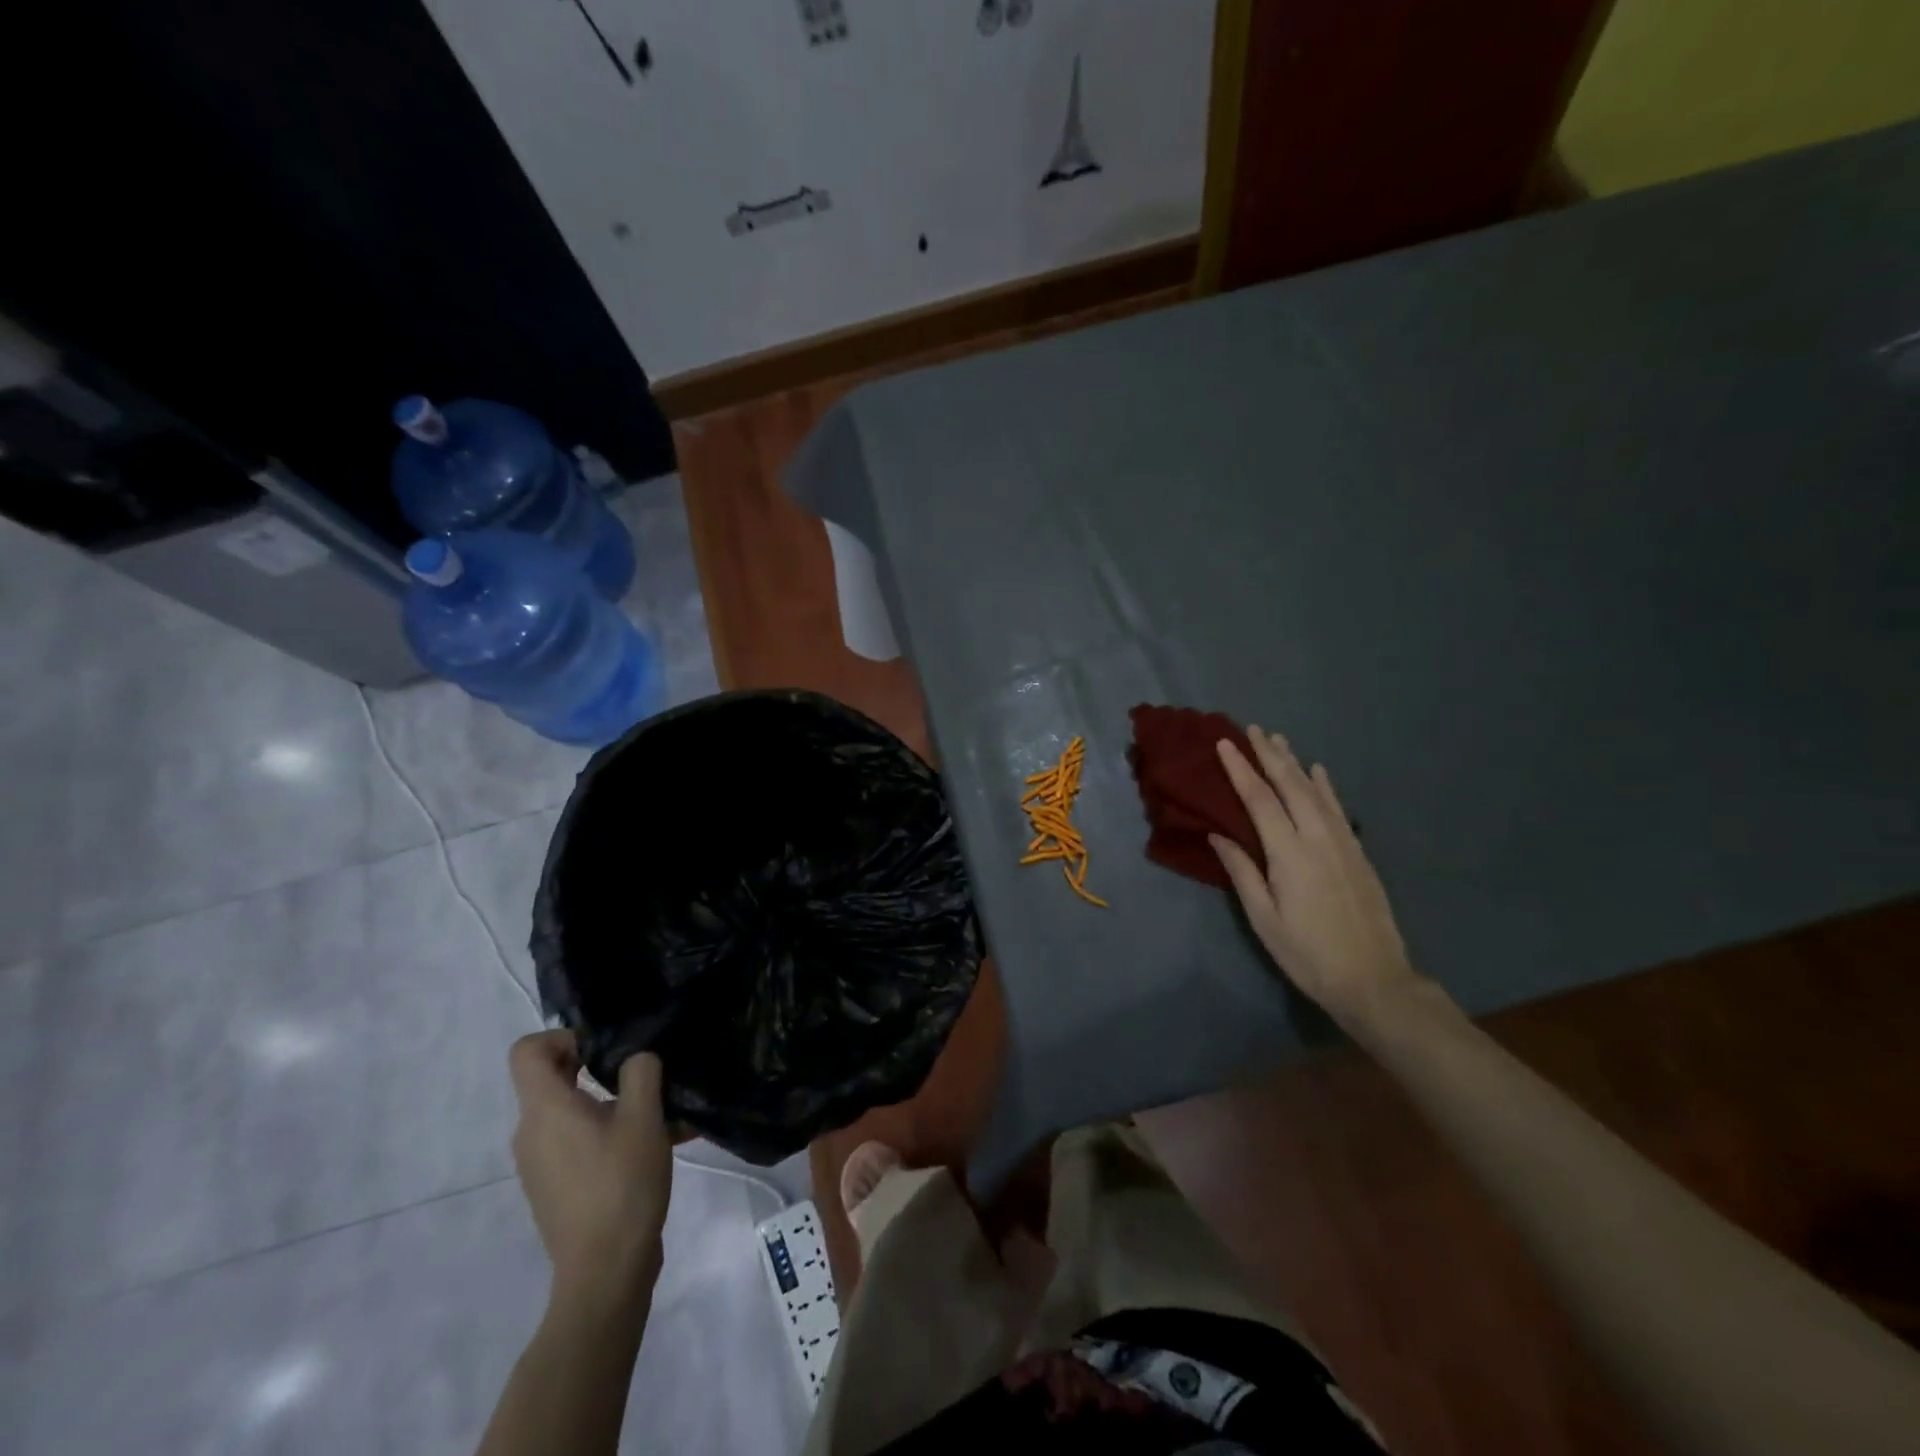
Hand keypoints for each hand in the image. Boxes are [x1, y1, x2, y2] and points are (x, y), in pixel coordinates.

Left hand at [507, 1030, 672, 1300]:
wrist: (605, 1273)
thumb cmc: (622, 1185)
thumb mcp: (645, 1117)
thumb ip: (641, 1072)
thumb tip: (635, 1059)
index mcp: (545, 1110)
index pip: (526, 1051)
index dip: (563, 1037)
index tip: (603, 1049)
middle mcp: (531, 1133)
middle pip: (549, 1078)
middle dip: (595, 1066)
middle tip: (640, 1074)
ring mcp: (539, 1163)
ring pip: (569, 1111)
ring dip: (609, 1101)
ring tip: (659, 1112)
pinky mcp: (554, 1187)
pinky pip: (575, 1141)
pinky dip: (606, 1131)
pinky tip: (653, 1144)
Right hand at [1212, 727, 1427, 1033]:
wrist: (1374, 979)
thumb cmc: (1307, 954)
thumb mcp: (1264, 919)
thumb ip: (1241, 872)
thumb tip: (1218, 834)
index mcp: (1289, 853)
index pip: (1259, 799)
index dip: (1240, 769)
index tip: (1224, 743)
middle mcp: (1318, 838)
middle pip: (1290, 785)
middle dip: (1269, 755)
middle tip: (1251, 729)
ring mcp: (1343, 842)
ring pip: (1316, 791)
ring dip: (1295, 763)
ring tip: (1279, 740)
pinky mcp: (1358, 852)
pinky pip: (1338, 808)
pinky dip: (1326, 785)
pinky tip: (1318, 770)